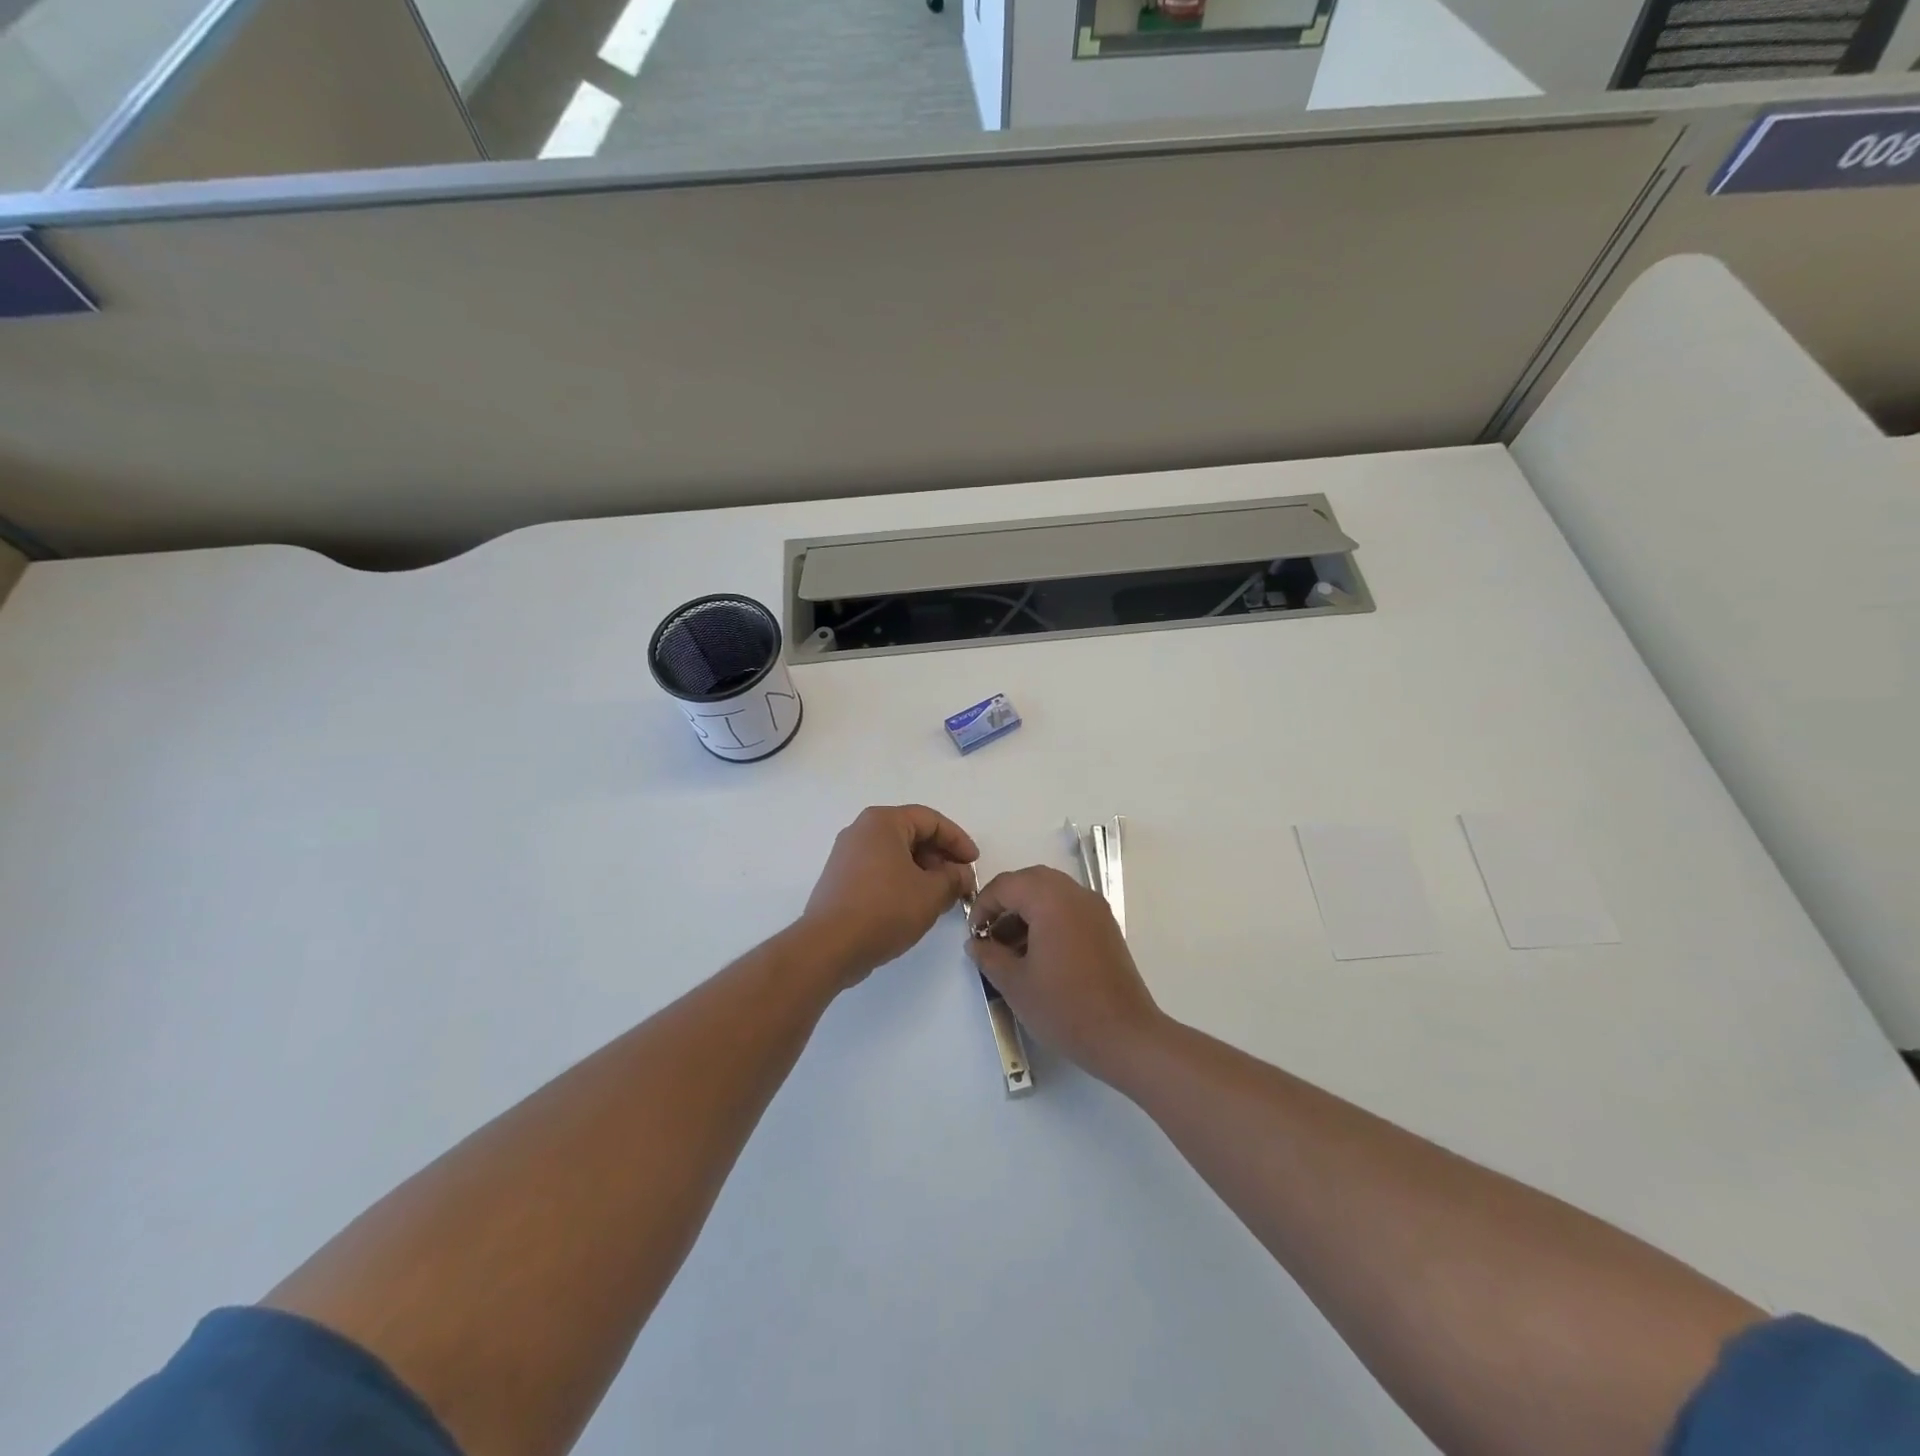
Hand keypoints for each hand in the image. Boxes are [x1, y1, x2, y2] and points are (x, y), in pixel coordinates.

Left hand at [802, 805, 978, 986]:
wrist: (829, 946)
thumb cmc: (885, 909)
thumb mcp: (931, 894)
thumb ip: (953, 878)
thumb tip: (961, 874)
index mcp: (883, 822)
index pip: (930, 820)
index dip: (958, 840)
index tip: (973, 863)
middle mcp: (861, 830)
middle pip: (911, 834)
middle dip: (940, 857)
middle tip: (959, 882)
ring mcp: (846, 854)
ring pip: (895, 854)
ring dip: (923, 871)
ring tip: (940, 897)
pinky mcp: (840, 879)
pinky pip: (879, 869)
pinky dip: (901, 880)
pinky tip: (914, 905)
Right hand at [966, 866, 1163, 1083]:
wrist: (1125, 1036)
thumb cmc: (1065, 1008)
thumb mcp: (1015, 984)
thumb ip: (989, 956)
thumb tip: (976, 943)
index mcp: (1050, 900)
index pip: (1006, 885)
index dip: (983, 906)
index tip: (975, 936)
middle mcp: (1076, 894)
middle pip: (1031, 881)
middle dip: (1005, 903)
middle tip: (990, 935)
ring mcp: (1096, 910)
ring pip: (1052, 894)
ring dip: (1027, 911)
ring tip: (1011, 950)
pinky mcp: (1106, 928)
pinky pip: (1070, 909)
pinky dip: (1048, 919)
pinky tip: (1038, 955)